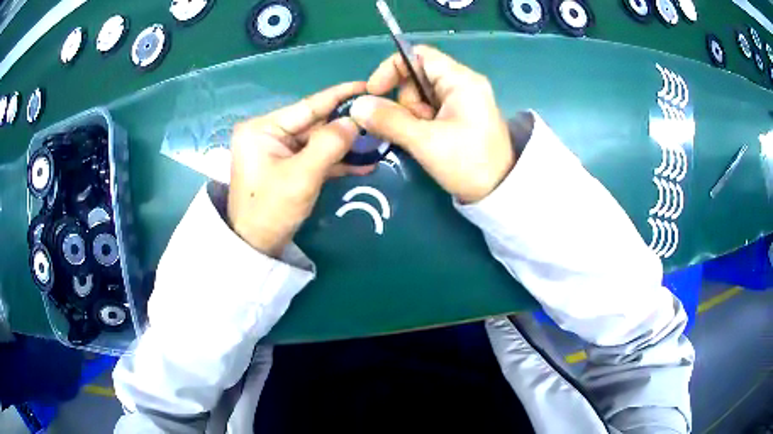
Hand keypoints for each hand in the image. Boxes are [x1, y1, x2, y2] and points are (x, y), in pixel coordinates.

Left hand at [228, 82, 372, 255]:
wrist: (254, 247)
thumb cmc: (270, 210)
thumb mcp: (302, 176)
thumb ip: (330, 144)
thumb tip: (354, 121)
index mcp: (263, 128)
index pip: (307, 106)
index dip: (339, 95)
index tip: (366, 85)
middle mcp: (268, 133)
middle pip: (314, 123)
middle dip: (345, 125)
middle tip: (378, 119)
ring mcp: (277, 151)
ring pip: (317, 141)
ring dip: (344, 146)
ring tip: (376, 143)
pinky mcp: (285, 166)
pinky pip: (313, 157)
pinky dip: (335, 161)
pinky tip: (362, 164)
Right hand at [350, 45, 515, 203]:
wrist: (500, 193)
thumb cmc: (468, 164)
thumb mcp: (425, 142)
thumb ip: (389, 121)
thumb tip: (357, 106)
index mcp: (461, 80)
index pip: (418, 55)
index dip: (392, 68)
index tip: (374, 92)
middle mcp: (464, 84)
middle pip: (418, 76)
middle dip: (405, 101)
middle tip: (413, 127)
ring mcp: (464, 101)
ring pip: (421, 96)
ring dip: (412, 116)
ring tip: (424, 139)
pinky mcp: (462, 117)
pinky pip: (431, 110)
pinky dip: (421, 123)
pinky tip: (427, 141)